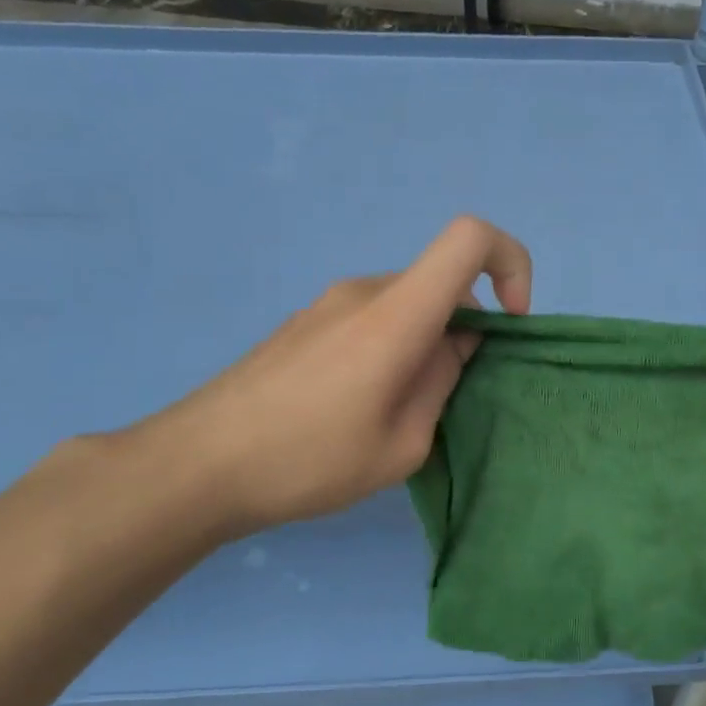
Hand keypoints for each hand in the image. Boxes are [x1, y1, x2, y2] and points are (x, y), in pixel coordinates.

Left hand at [133, 216, 531, 537]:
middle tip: (445, 398)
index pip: (469, 239)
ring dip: (425, 342)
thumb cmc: (307, 462)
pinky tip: (357, 404)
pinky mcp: (305, 323)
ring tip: (397, 410)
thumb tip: (455, 346)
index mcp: (395, 315)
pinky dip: (392, 345)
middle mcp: (364, 292)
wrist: (195, 466)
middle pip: (441, 282)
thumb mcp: (401, 445)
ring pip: (407, 304)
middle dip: (465, 330)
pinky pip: (372, 317)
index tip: (510, 324)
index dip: (510, 264)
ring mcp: (328, 303)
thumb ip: (441, 383)